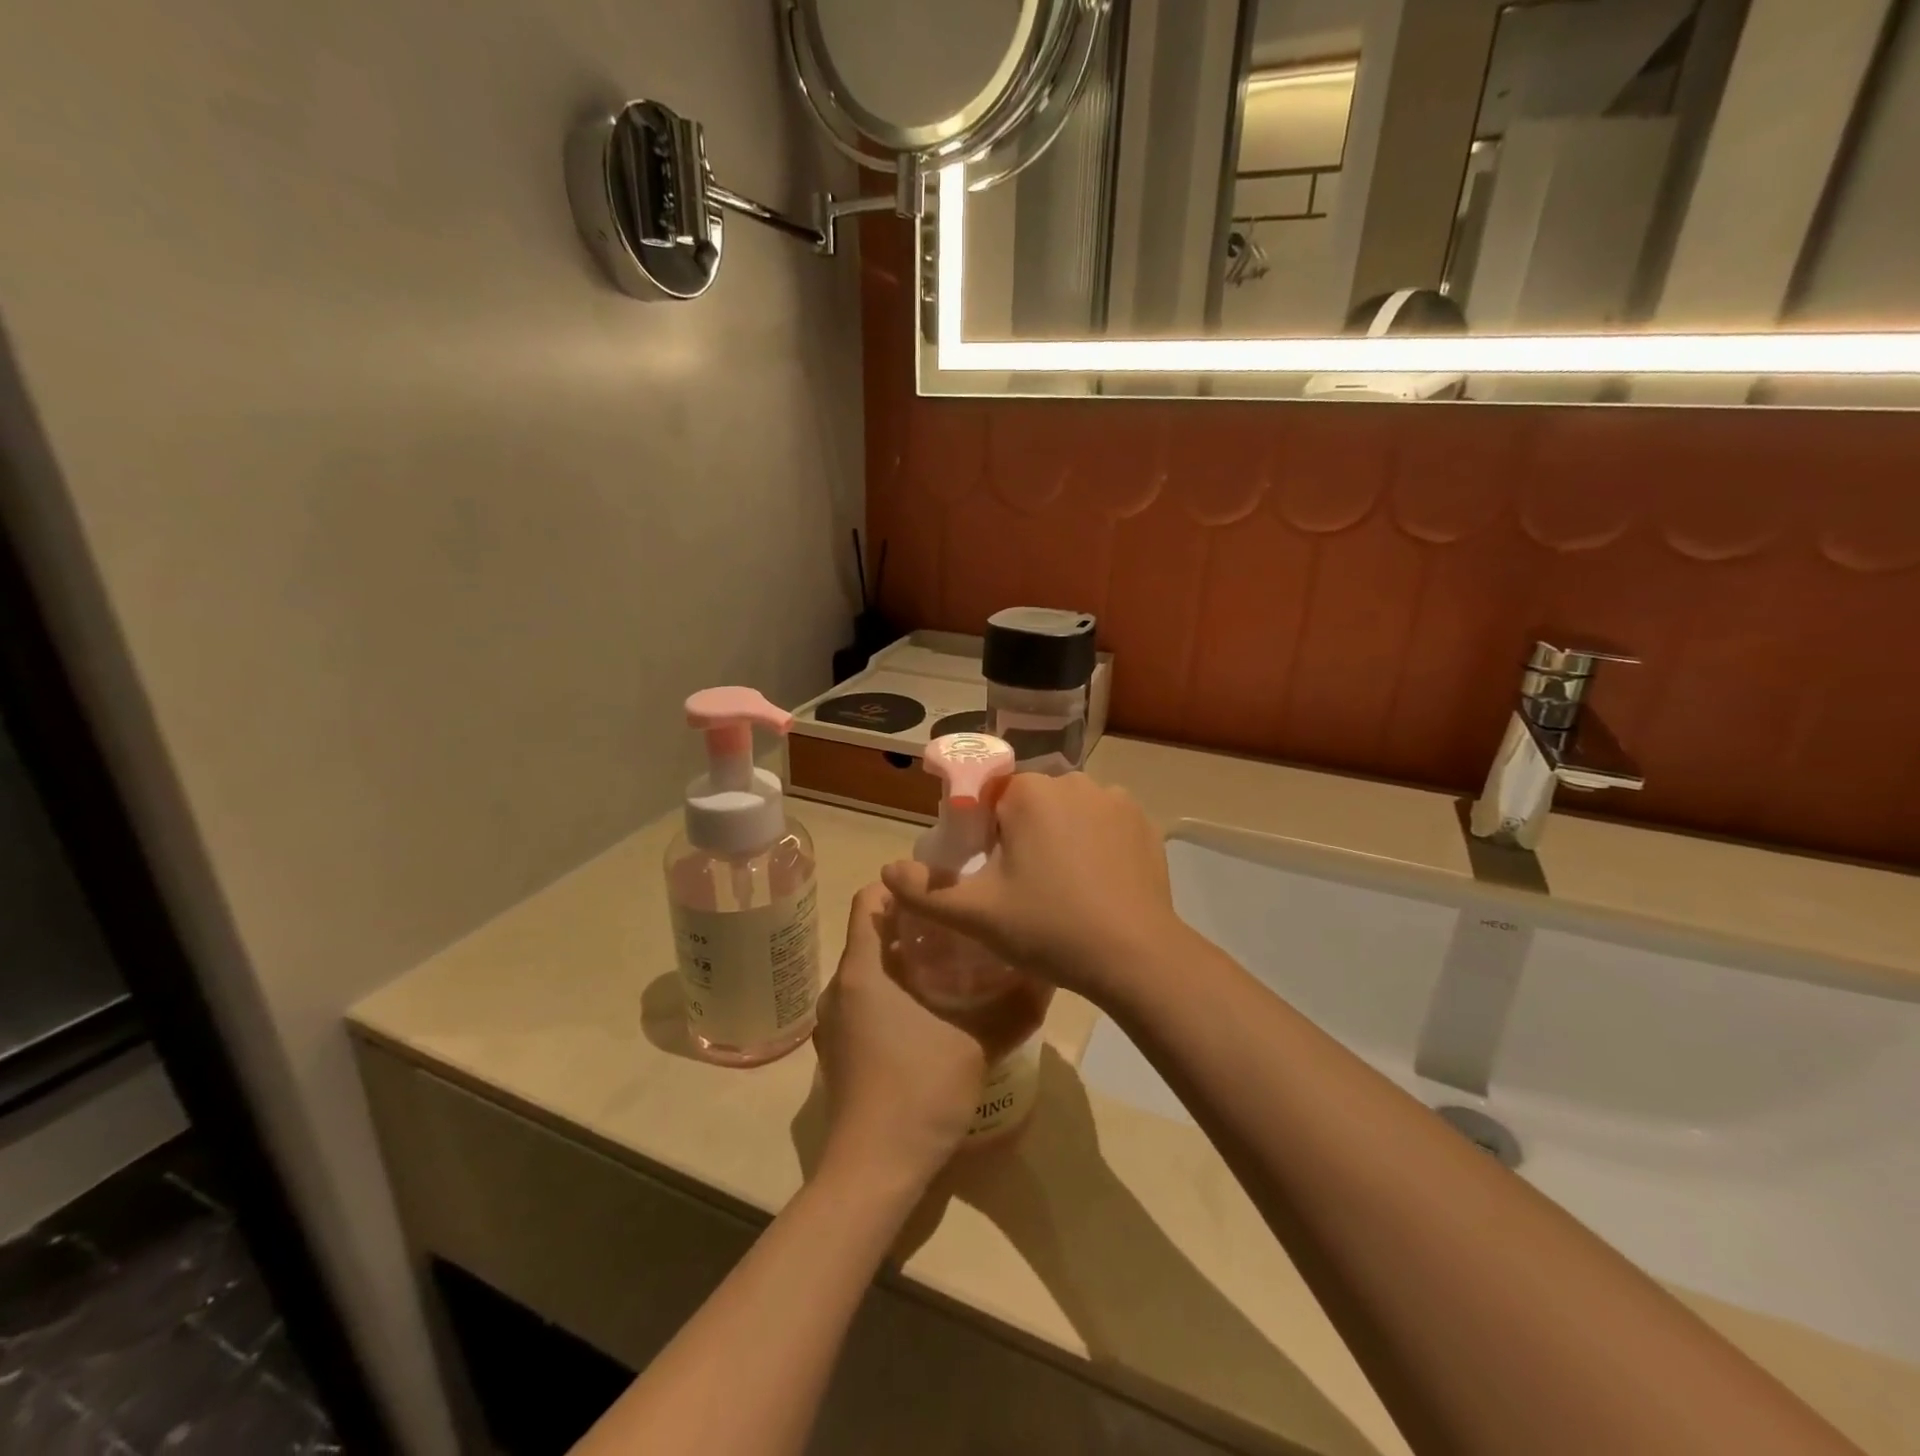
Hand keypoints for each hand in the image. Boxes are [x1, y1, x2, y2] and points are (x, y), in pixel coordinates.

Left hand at [813, 885, 1004, 1184]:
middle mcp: (841, 986)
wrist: (873, 1169)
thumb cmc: (919, 1090)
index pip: (869, 898)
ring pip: (871, 968)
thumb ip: (1013, 1007)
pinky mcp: (841, 1048)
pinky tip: (933, 1009)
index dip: (902, 885)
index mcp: (863, 970)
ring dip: (906, 959)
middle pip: (872, 933)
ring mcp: (836, 1020)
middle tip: (961, 924)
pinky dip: (895, 991)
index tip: (942, 888)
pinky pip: (866, 999)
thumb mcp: (976, 1043)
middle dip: (914, 923)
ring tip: (954, 962)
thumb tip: (1047, 976)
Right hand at [880, 772, 1184, 1003]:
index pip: (990, 799)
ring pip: (1068, 812)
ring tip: (1062, 890)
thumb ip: (923, 891)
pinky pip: (1103, 824)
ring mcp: (1115, 799)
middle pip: (1030, 803)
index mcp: (1030, 792)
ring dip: (1059, 838)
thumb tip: (886, 871)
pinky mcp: (1143, 822)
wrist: (1135, 957)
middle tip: (1024, 888)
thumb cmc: (1049, 928)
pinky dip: (1094, 844)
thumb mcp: (975, 915)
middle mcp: (1073, 781)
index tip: (992, 875)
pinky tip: (1095, 885)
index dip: (984, 836)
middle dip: (1021, 836)